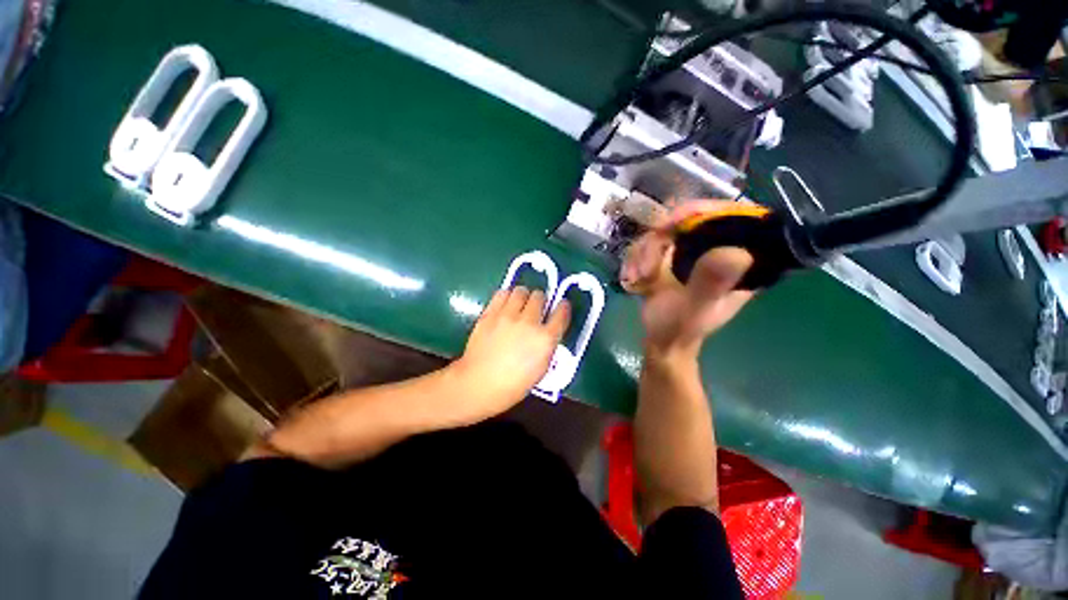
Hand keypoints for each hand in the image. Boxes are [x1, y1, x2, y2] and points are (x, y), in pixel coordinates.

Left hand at [450, 287, 569, 422]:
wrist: (479, 384)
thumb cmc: (514, 385)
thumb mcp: (541, 369)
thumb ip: (548, 346)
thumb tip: (547, 331)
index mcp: (545, 339)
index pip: (561, 313)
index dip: (563, 307)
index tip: (561, 307)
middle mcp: (529, 322)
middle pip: (540, 296)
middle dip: (541, 301)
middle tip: (537, 308)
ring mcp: (508, 316)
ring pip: (521, 291)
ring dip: (524, 296)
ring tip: (520, 304)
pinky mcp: (490, 313)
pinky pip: (502, 294)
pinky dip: (507, 296)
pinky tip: (506, 304)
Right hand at [621, 200, 755, 357]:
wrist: (661, 340)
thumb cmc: (681, 328)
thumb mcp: (696, 308)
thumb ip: (711, 283)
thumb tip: (737, 252)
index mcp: (740, 260)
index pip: (732, 216)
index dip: (702, 211)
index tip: (669, 227)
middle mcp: (718, 249)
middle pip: (689, 219)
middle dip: (657, 242)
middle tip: (644, 267)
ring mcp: (692, 252)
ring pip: (663, 231)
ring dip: (641, 253)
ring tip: (635, 278)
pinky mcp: (671, 256)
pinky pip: (649, 243)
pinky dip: (635, 259)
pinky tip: (630, 277)